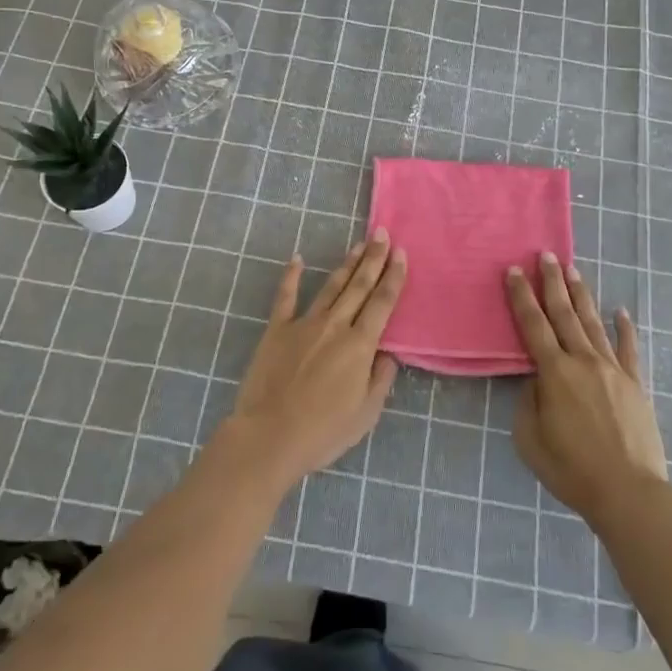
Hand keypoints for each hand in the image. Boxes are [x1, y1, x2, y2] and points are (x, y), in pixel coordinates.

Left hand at [222, 231, 404, 491]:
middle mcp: (336, 326)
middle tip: (382, 234)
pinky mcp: (277, 330)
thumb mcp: (366, 413)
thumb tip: (388, 354)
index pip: (383, 302)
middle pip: (359, 286)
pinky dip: (291, 276)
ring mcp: (304, 324)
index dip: (394, 276)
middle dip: (373, 258)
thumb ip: (381, 379)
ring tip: (358, 245)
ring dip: (346, 264)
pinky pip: (285, 297)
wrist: (270, 436)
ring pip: (331, 286)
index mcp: (360, 345)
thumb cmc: (323, 431)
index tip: (401, 253)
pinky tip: (297, 259)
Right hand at [506, 252, 667, 526]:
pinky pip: (628, 349)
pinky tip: (621, 311)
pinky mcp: (635, 384)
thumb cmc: (572, 470)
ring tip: (573, 270)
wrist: (629, 492)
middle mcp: (583, 361)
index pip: (532, 325)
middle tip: (545, 255)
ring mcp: (612, 370)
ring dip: (581, 295)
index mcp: (554, 373)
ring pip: (593, 323)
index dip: (521, 296)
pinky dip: (625, 328)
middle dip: (552, 282)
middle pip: (564, 314)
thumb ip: (529, 403)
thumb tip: (537, 381)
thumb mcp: (530, 440)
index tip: (514, 270)